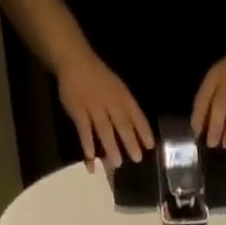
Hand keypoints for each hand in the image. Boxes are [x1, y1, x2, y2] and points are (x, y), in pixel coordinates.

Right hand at [55, 50, 153, 170]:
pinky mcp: (78, 109)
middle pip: (121, 123)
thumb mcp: (116, 88)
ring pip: (104, 128)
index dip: (143, 129)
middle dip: (130, 141)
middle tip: (137, 159)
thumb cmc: (99, 79)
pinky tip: (90, 158)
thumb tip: (134, 136)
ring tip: (117, 164)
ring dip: (111, 146)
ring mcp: (93, 105)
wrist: (75, 60)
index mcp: (121, 95)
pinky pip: (84, 128)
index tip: (150, 146)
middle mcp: (109, 101)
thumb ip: (123, 109)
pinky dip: (87, 143)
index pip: (135, 113)